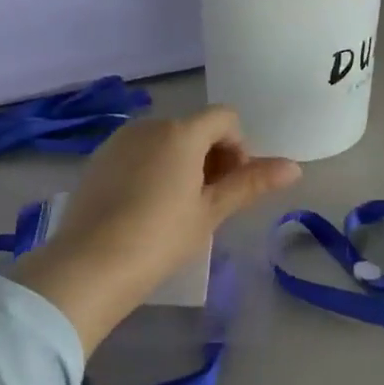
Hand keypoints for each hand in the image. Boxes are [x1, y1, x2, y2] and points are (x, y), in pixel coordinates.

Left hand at [12, 109, 300, 350]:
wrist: (88, 266)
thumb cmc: (160, 237)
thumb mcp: (211, 212)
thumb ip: (251, 183)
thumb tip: (294, 167)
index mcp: (181, 132)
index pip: (226, 118)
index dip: (239, 148)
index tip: (231, 186)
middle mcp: (149, 125)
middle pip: (195, 127)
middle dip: (212, 157)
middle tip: (209, 203)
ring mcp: (119, 141)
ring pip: (166, 140)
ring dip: (183, 163)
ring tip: (178, 208)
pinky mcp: (98, 160)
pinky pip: (139, 152)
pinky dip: (154, 169)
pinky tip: (146, 208)